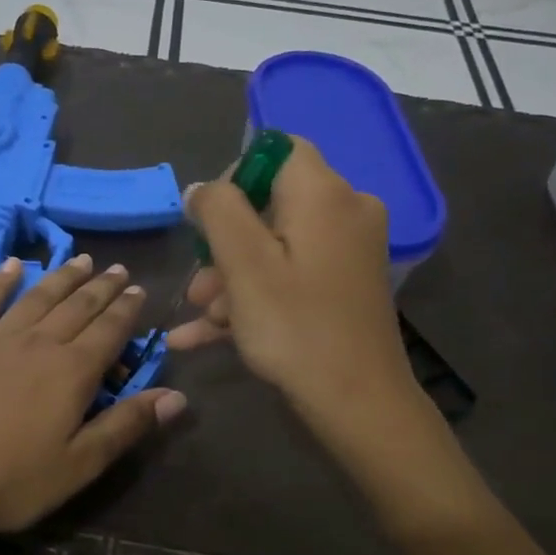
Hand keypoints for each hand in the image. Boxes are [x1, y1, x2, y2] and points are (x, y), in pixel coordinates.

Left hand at [0, 254, 185, 551]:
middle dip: (101, 287)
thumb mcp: (79, 466)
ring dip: (61, 278)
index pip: (109, 330)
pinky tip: (11, 266)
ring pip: (35, 298)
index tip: (139, 289)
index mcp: (71, 373)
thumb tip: (178, 396)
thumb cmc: (9, 484)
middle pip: (76, 307)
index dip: (127, 309)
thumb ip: (127, 426)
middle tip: (117, 269)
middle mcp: (36, 344)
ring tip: (80, 261)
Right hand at [168, 137, 418, 426]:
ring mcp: (349, 252)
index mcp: (324, 194)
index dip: (234, 178)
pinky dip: (254, 296)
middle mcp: (346, 212)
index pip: (276, 151)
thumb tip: (203, 188)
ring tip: (201, 320)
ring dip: (232, 279)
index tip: (206, 224)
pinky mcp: (346, 286)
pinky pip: (291, 275)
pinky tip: (206, 334)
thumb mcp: (244, 265)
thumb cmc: (295, 327)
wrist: (358, 403)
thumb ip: (218, 210)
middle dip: (224, 245)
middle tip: (197, 287)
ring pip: (276, 247)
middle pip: (271, 205)